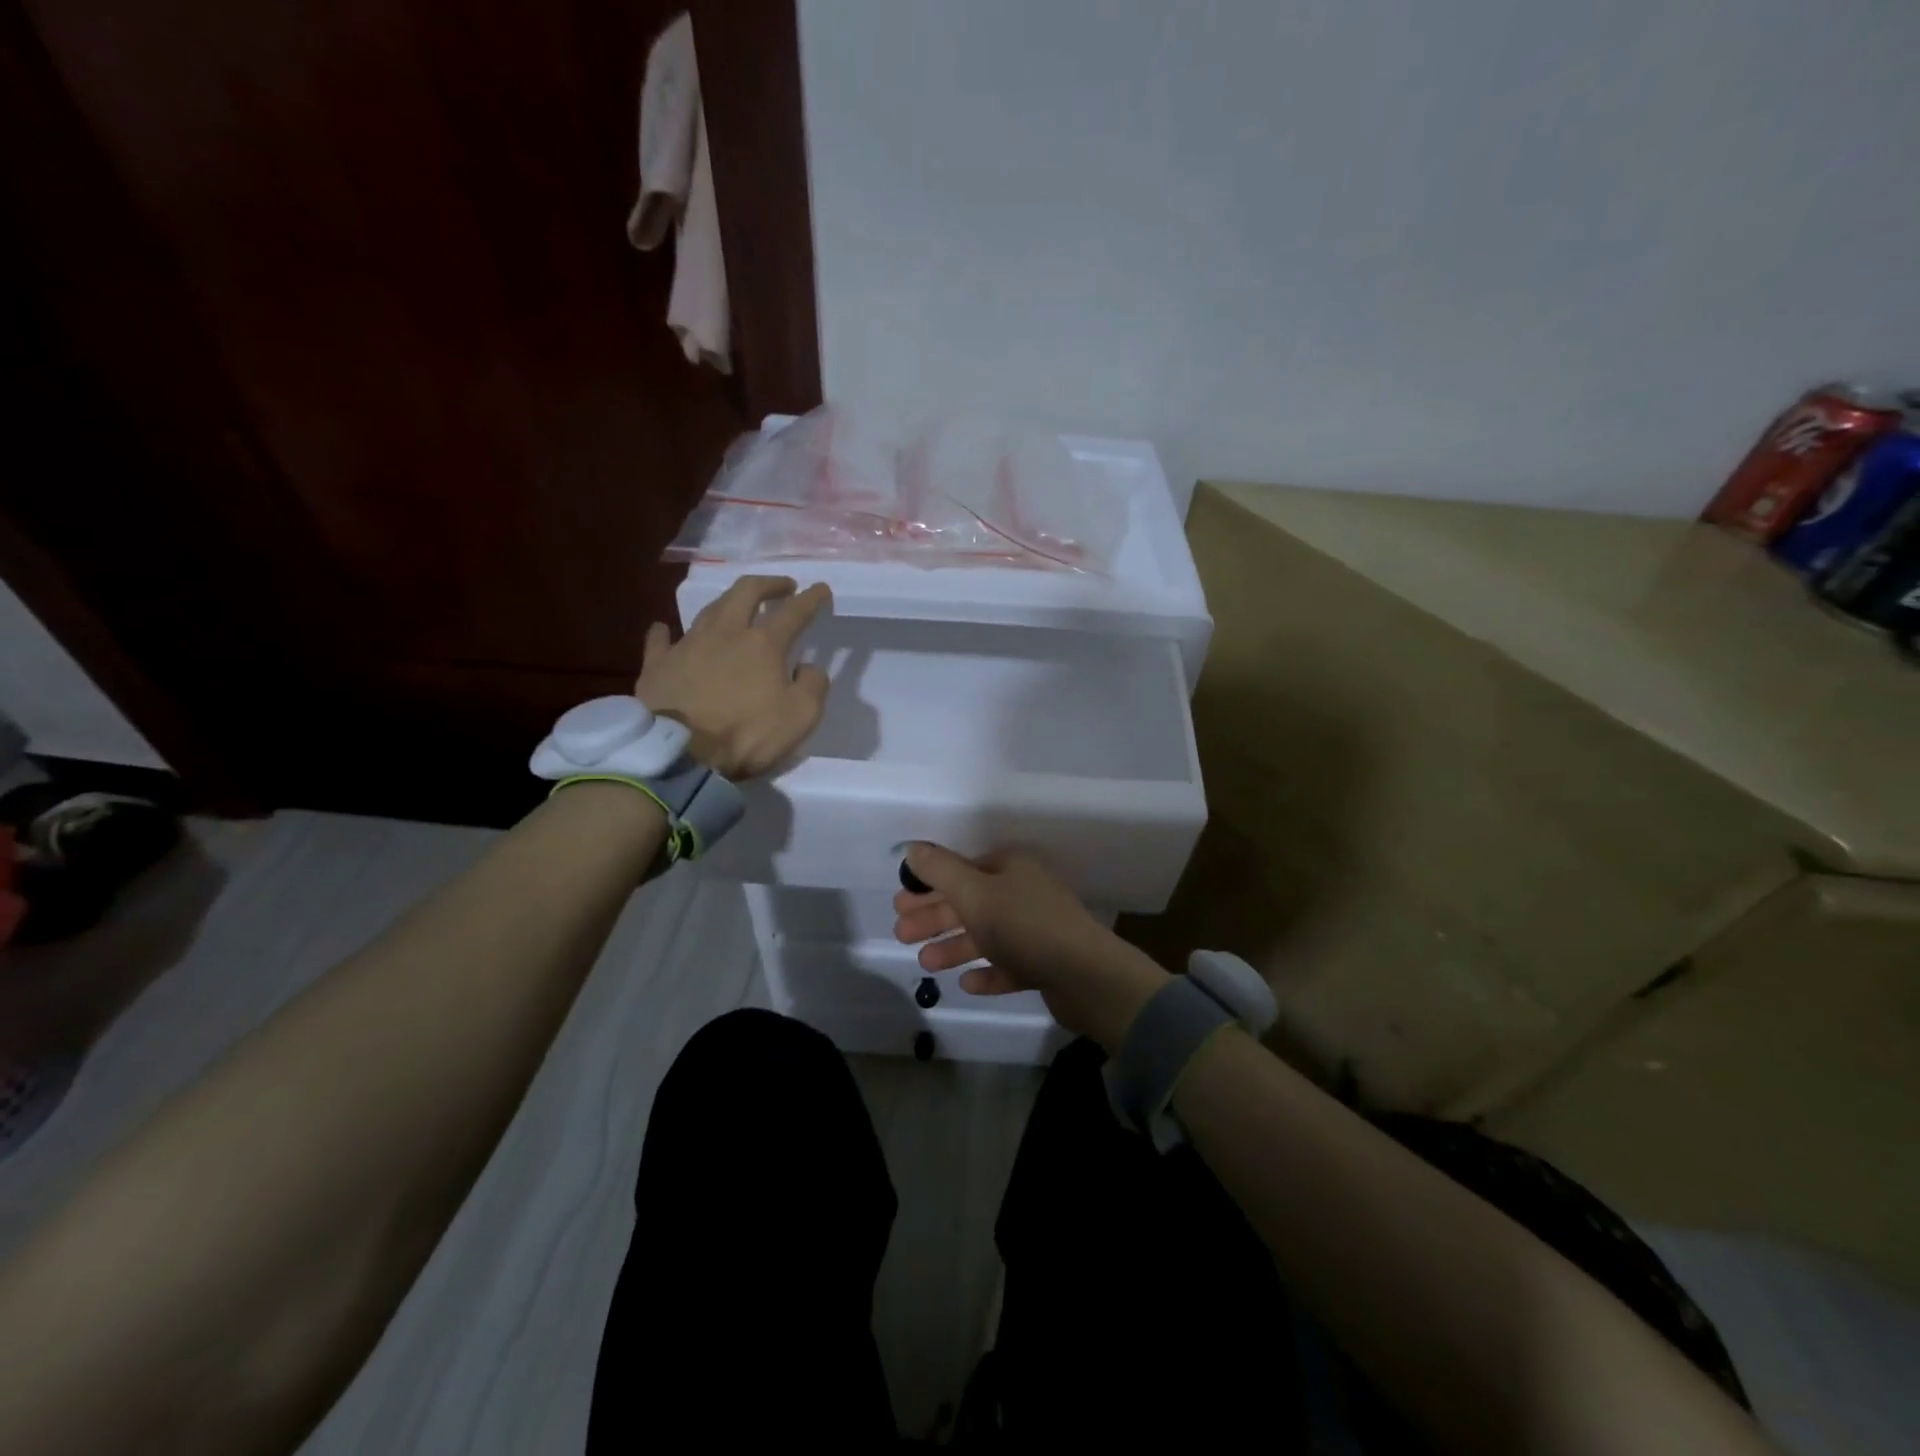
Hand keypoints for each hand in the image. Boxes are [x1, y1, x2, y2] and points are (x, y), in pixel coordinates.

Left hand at [636, 576, 831, 779]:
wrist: (679, 754)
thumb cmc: (746, 735)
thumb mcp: (801, 717)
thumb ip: (813, 686)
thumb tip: (807, 667)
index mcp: (763, 644)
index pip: (794, 612)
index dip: (811, 598)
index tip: (821, 589)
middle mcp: (725, 633)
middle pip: (746, 592)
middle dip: (767, 584)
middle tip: (781, 586)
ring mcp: (687, 645)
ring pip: (708, 610)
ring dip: (728, 603)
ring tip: (737, 606)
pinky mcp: (657, 665)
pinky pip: (660, 641)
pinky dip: (665, 632)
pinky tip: (664, 629)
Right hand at [892, 843, 1169, 1049]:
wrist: (1087, 976)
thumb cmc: (1024, 925)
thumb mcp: (975, 892)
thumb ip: (941, 871)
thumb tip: (913, 848)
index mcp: (1011, 867)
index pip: (963, 869)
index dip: (930, 884)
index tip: (901, 903)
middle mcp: (1025, 892)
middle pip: (971, 902)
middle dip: (935, 917)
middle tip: (902, 934)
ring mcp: (1038, 929)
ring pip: (987, 934)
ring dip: (954, 946)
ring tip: (926, 963)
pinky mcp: (1046, 963)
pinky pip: (1009, 964)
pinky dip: (987, 972)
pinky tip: (967, 983)